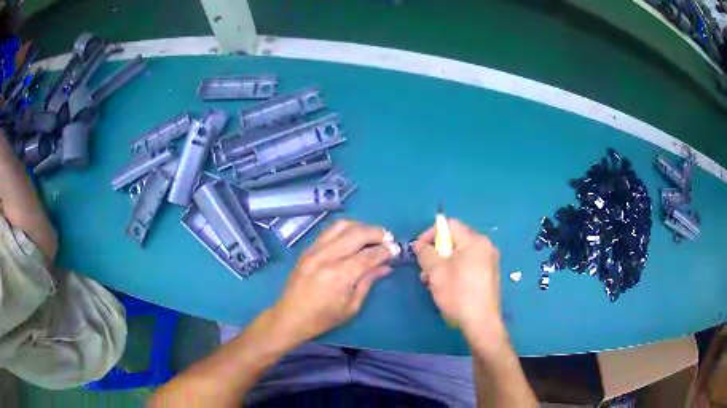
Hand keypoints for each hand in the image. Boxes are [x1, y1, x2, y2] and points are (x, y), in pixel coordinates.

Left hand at [271, 220, 397, 343]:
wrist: (290, 316)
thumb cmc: (323, 318)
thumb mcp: (352, 306)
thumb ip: (368, 281)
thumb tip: (386, 266)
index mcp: (340, 276)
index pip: (369, 255)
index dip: (386, 250)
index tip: (396, 249)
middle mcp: (327, 257)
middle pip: (357, 233)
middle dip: (377, 233)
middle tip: (388, 239)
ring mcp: (314, 250)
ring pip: (342, 226)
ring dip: (361, 226)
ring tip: (372, 235)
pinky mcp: (307, 248)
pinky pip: (329, 230)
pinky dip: (345, 229)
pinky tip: (353, 236)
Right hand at [413, 219, 502, 336]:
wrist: (481, 321)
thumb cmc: (458, 293)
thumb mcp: (436, 271)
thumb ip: (425, 252)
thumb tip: (418, 244)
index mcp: (474, 240)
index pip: (449, 225)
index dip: (430, 234)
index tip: (419, 251)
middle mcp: (485, 246)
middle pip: (455, 239)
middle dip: (436, 252)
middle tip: (425, 270)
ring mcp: (490, 261)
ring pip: (460, 254)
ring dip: (443, 263)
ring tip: (432, 282)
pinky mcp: (490, 274)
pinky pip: (469, 264)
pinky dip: (455, 270)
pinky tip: (447, 287)